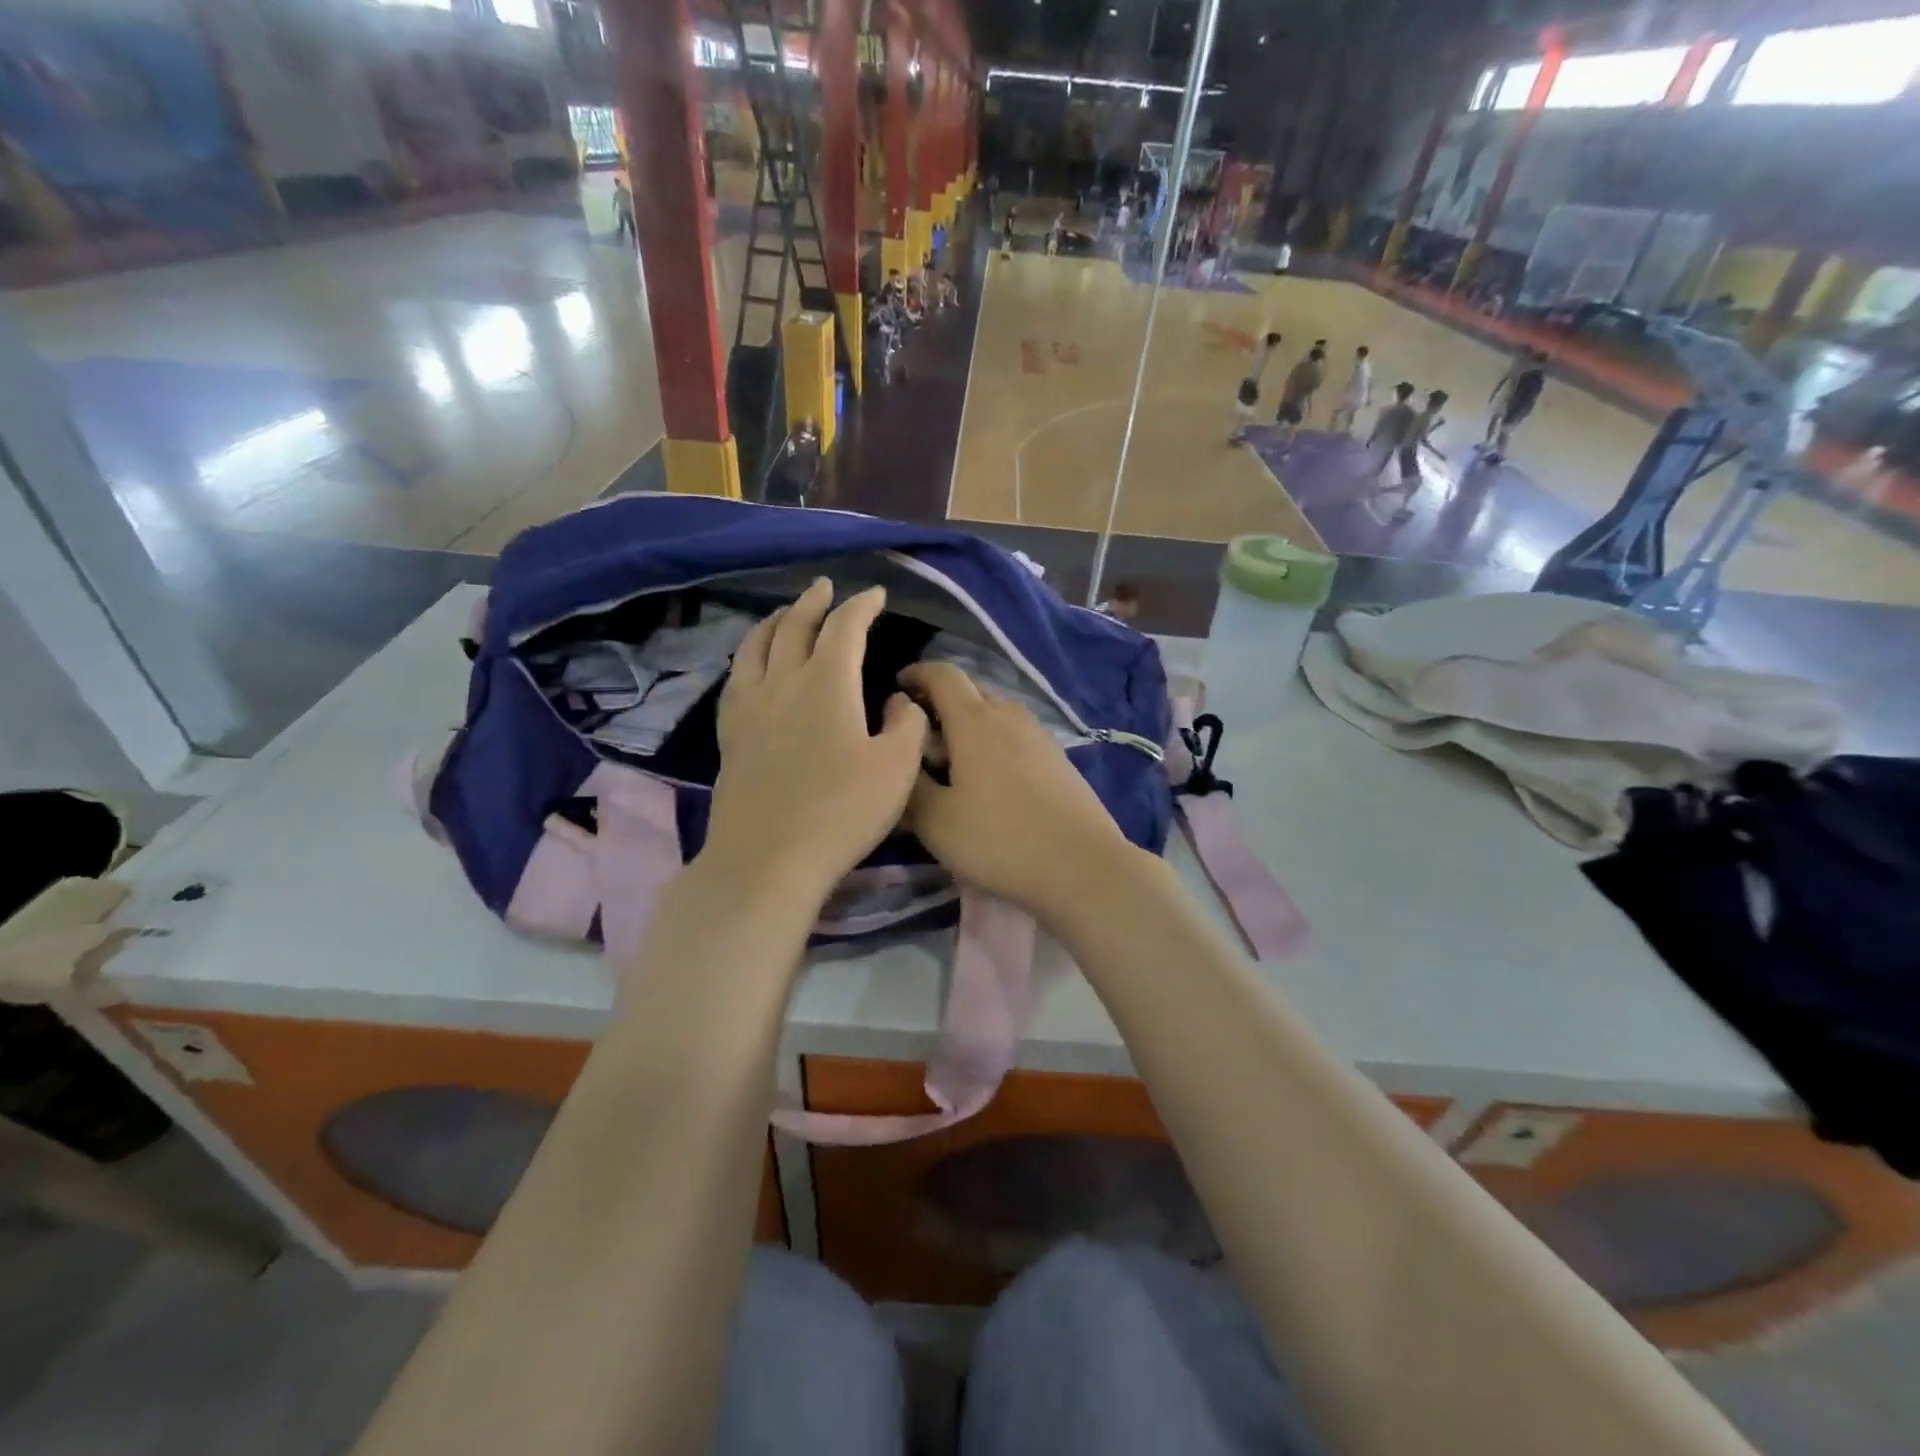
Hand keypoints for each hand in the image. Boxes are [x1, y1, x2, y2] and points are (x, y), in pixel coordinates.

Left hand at [704, 580, 927, 906]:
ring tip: (785, 613)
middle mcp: (783, 683)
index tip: (876, 595)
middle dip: (813, 602)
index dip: (862, 605)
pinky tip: (752, 665)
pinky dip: (749, 656)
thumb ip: (907, 725)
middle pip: (794, 626)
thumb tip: (897, 700)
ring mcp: (750, 708)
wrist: (768, 858)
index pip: (845, 627)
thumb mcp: (898, 769)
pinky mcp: (731, 735)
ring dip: (775, 621)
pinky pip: (736, 678)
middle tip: (826, 587)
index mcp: (827, 683)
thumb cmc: (842, 812)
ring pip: (756, 646)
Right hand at [899, 662, 1138, 921]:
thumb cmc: (999, 839)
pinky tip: (989, 776)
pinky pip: (1016, 734)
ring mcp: (1039, 736)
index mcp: (975, 721)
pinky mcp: (1058, 759)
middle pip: (972, 689)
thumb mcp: (936, 821)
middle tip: (919, 730)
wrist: (1082, 865)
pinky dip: (994, 740)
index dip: (917, 673)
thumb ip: (910, 784)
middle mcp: (1009, 716)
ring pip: (996, 712)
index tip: (897, 686)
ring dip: (969, 721)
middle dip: (941, 698)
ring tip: (951, 755)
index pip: (943, 675)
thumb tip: (900, 756)